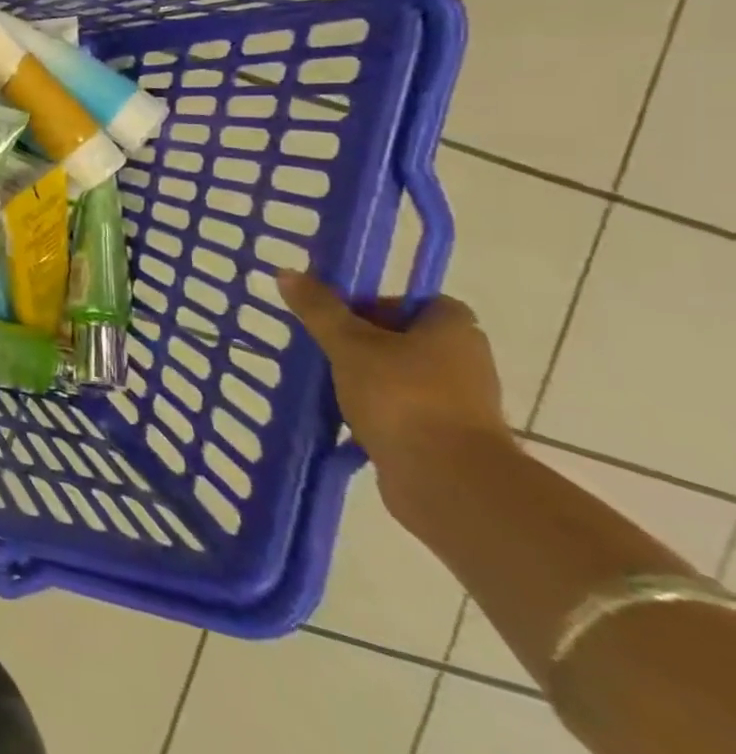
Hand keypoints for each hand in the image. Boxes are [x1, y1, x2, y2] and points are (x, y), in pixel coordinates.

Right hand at [277, 270, 512, 510]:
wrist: (448, 482)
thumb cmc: (402, 397)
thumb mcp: (348, 344)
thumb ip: (319, 309)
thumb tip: (287, 272)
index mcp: (454, 331)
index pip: (419, 302)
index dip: (380, 304)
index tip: (343, 318)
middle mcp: (466, 362)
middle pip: (409, 339)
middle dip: (367, 343)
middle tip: (327, 347)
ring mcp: (461, 404)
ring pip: (405, 377)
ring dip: (370, 379)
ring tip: (330, 383)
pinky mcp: (449, 438)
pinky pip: (406, 412)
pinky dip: (379, 412)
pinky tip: (346, 417)